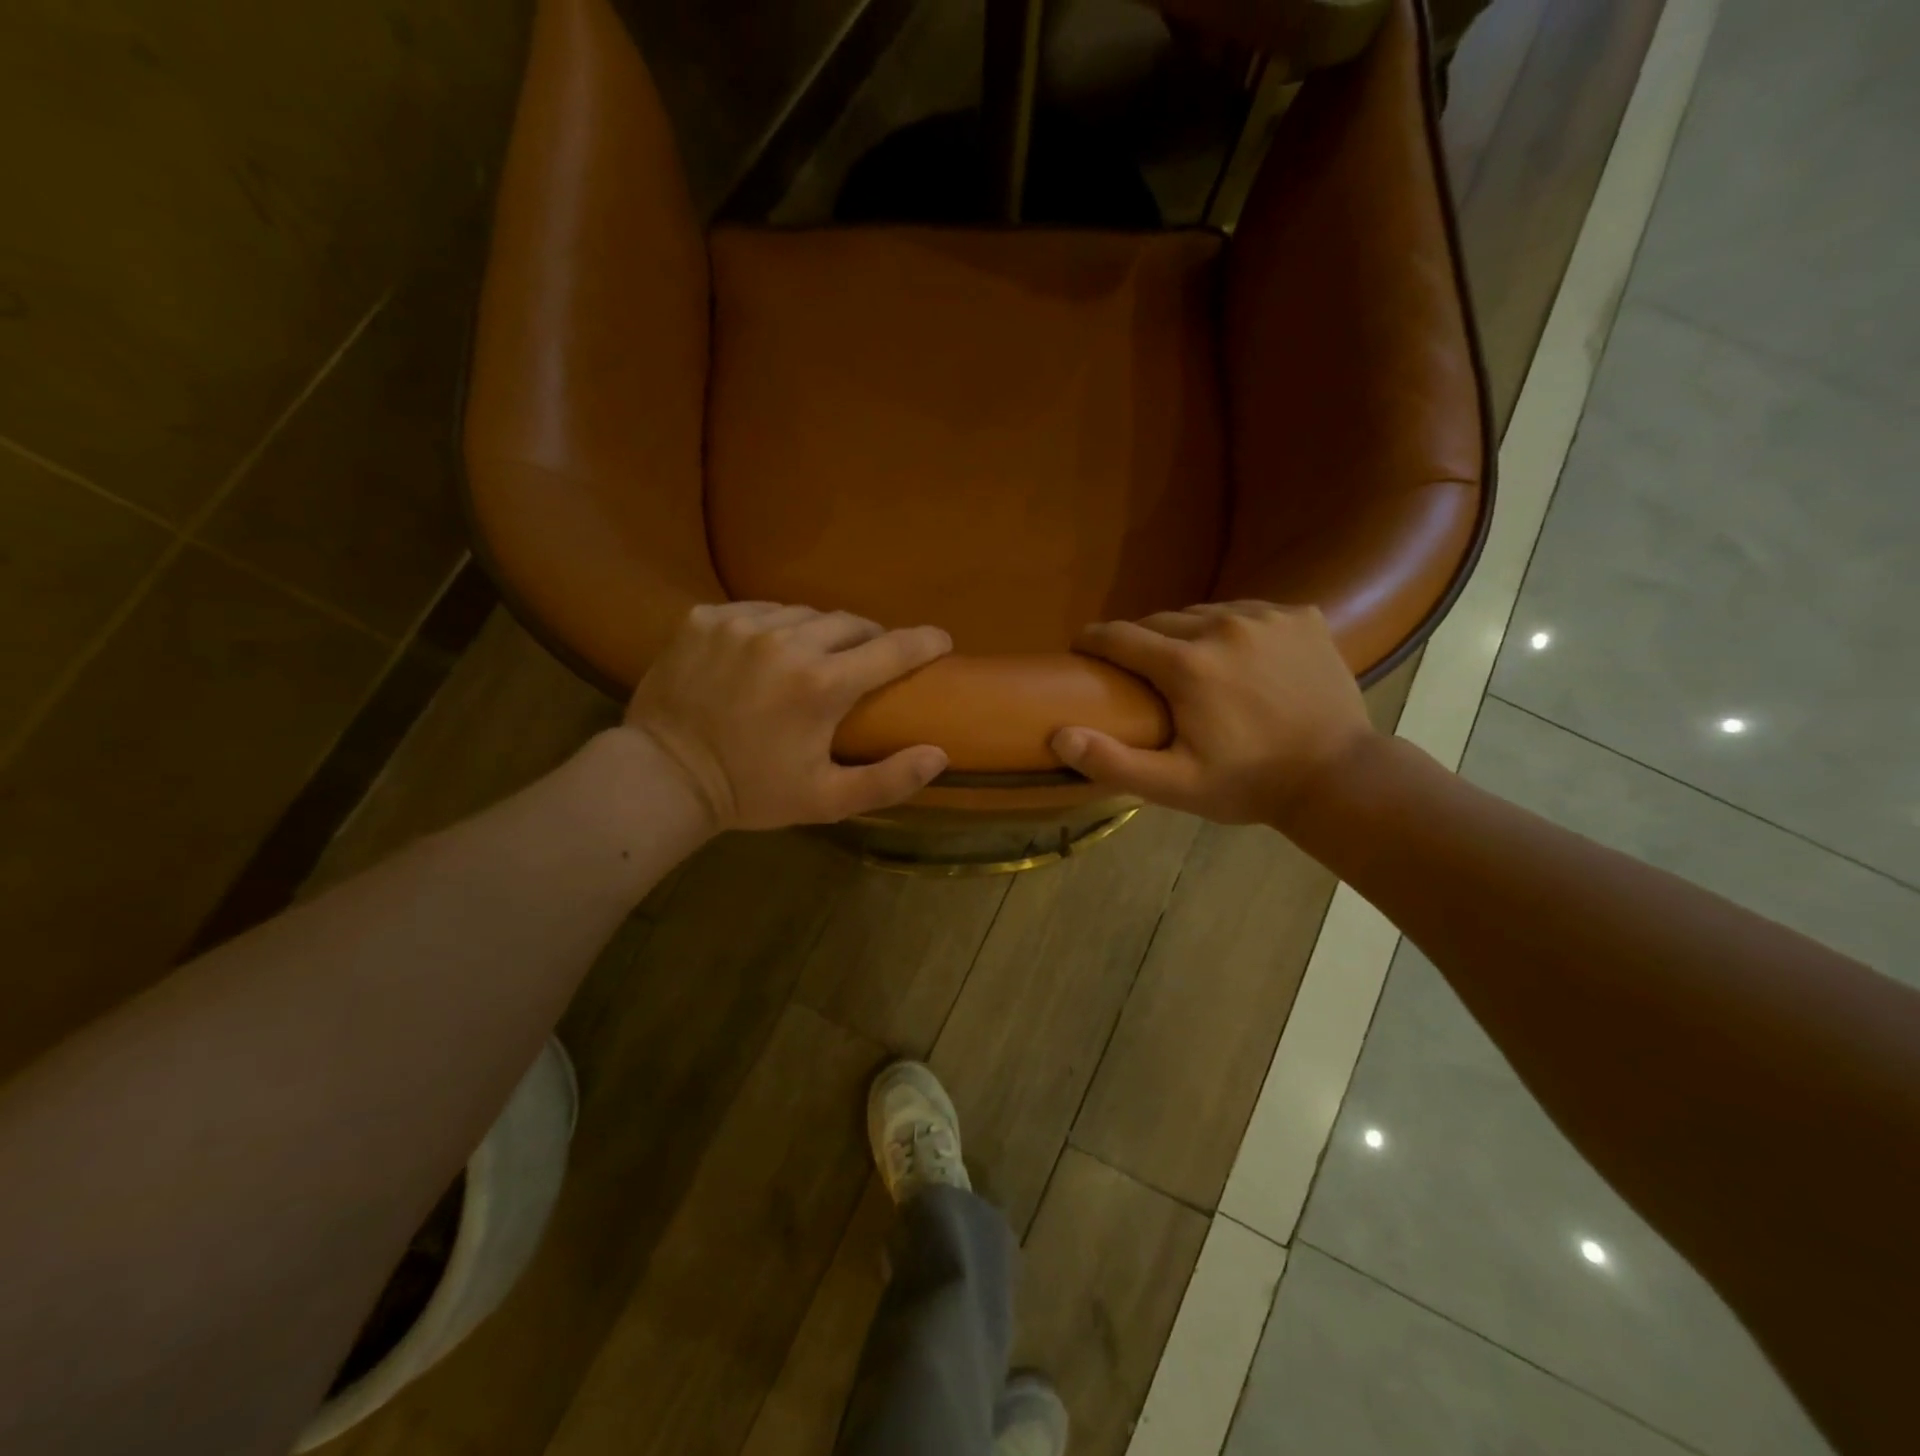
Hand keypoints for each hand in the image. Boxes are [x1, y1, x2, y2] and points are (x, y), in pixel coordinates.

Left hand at [624, 603, 951, 830]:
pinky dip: (775, 626)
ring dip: (821, 632)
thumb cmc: (751, 791)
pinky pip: (758, 610)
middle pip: (850, 623)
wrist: (663, 777)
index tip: (941, 640)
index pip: (891, 650)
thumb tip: (940, 755)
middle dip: (870, 638)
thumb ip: (888, 781)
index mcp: (821, 685)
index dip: (923, 642)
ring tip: (819, 654)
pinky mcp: (706, 618)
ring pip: (804, 614)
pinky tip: (769, 650)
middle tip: (871, 659)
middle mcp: (786, 642)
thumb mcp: (825, 800)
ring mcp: (741, 624)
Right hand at [1051, 602, 1373, 826]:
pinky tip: (1240, 659)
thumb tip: (1059, 735)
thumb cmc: (1249, 784)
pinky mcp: (1302, 616)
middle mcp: (1223, 626)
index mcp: (1187, 665)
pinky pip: (1249, 611)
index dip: (1092, 641)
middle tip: (1140, 674)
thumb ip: (1114, 761)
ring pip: (1204, 613)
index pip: (1118, 636)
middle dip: (1140, 642)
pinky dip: (1233, 629)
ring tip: (1190, 665)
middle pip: (1159, 621)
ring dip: (1187, 633)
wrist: (1339, 777)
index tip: (1081, 651)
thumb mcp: (1175, 786)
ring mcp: (1267, 616)